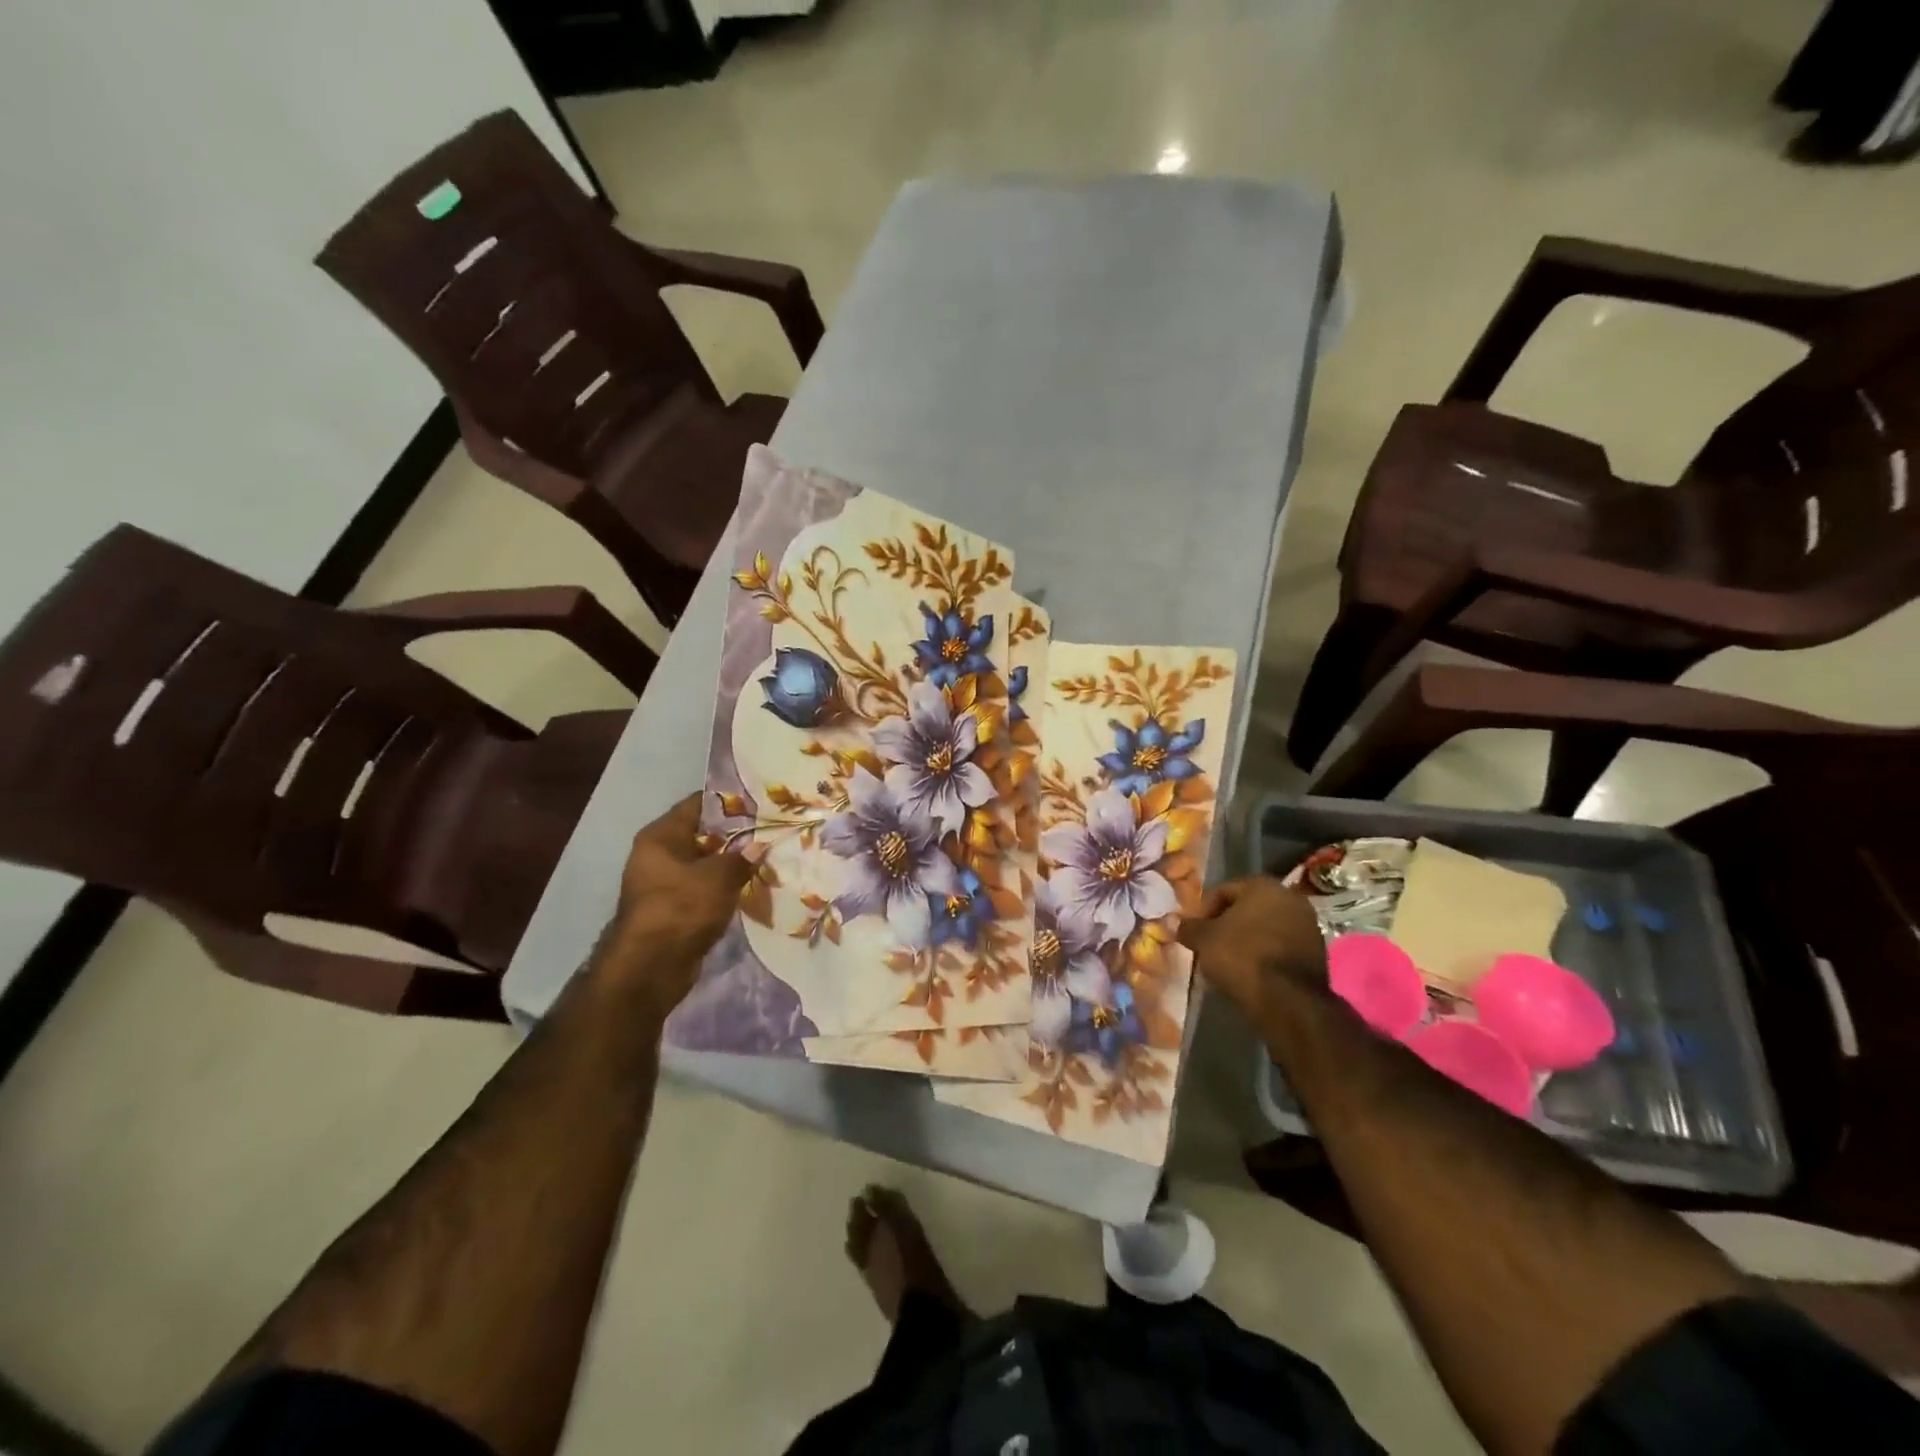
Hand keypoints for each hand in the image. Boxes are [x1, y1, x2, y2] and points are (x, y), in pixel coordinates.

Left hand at [594, 794, 754, 1007]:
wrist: (649, 968)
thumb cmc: (681, 909)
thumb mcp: (719, 878)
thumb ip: (742, 858)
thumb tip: (759, 847)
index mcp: (661, 836)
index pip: (698, 804)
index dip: (730, 801)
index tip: (760, 802)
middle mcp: (658, 854)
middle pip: (702, 834)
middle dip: (735, 835)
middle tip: (770, 832)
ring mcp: (663, 883)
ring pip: (704, 864)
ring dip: (731, 865)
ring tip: (767, 859)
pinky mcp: (672, 909)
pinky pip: (702, 889)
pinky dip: (723, 888)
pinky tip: (751, 887)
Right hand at [1178, 874, 1327, 1023]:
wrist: (1289, 1001)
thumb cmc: (1242, 957)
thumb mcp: (1204, 940)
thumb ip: (1189, 927)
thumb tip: (1176, 922)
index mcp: (1263, 885)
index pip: (1223, 891)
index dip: (1204, 911)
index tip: (1195, 932)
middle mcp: (1290, 897)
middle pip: (1248, 908)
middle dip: (1228, 924)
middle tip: (1211, 945)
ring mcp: (1308, 925)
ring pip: (1267, 927)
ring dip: (1248, 939)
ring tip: (1230, 961)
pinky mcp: (1319, 952)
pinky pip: (1282, 946)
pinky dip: (1266, 954)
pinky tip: (1252, 972)